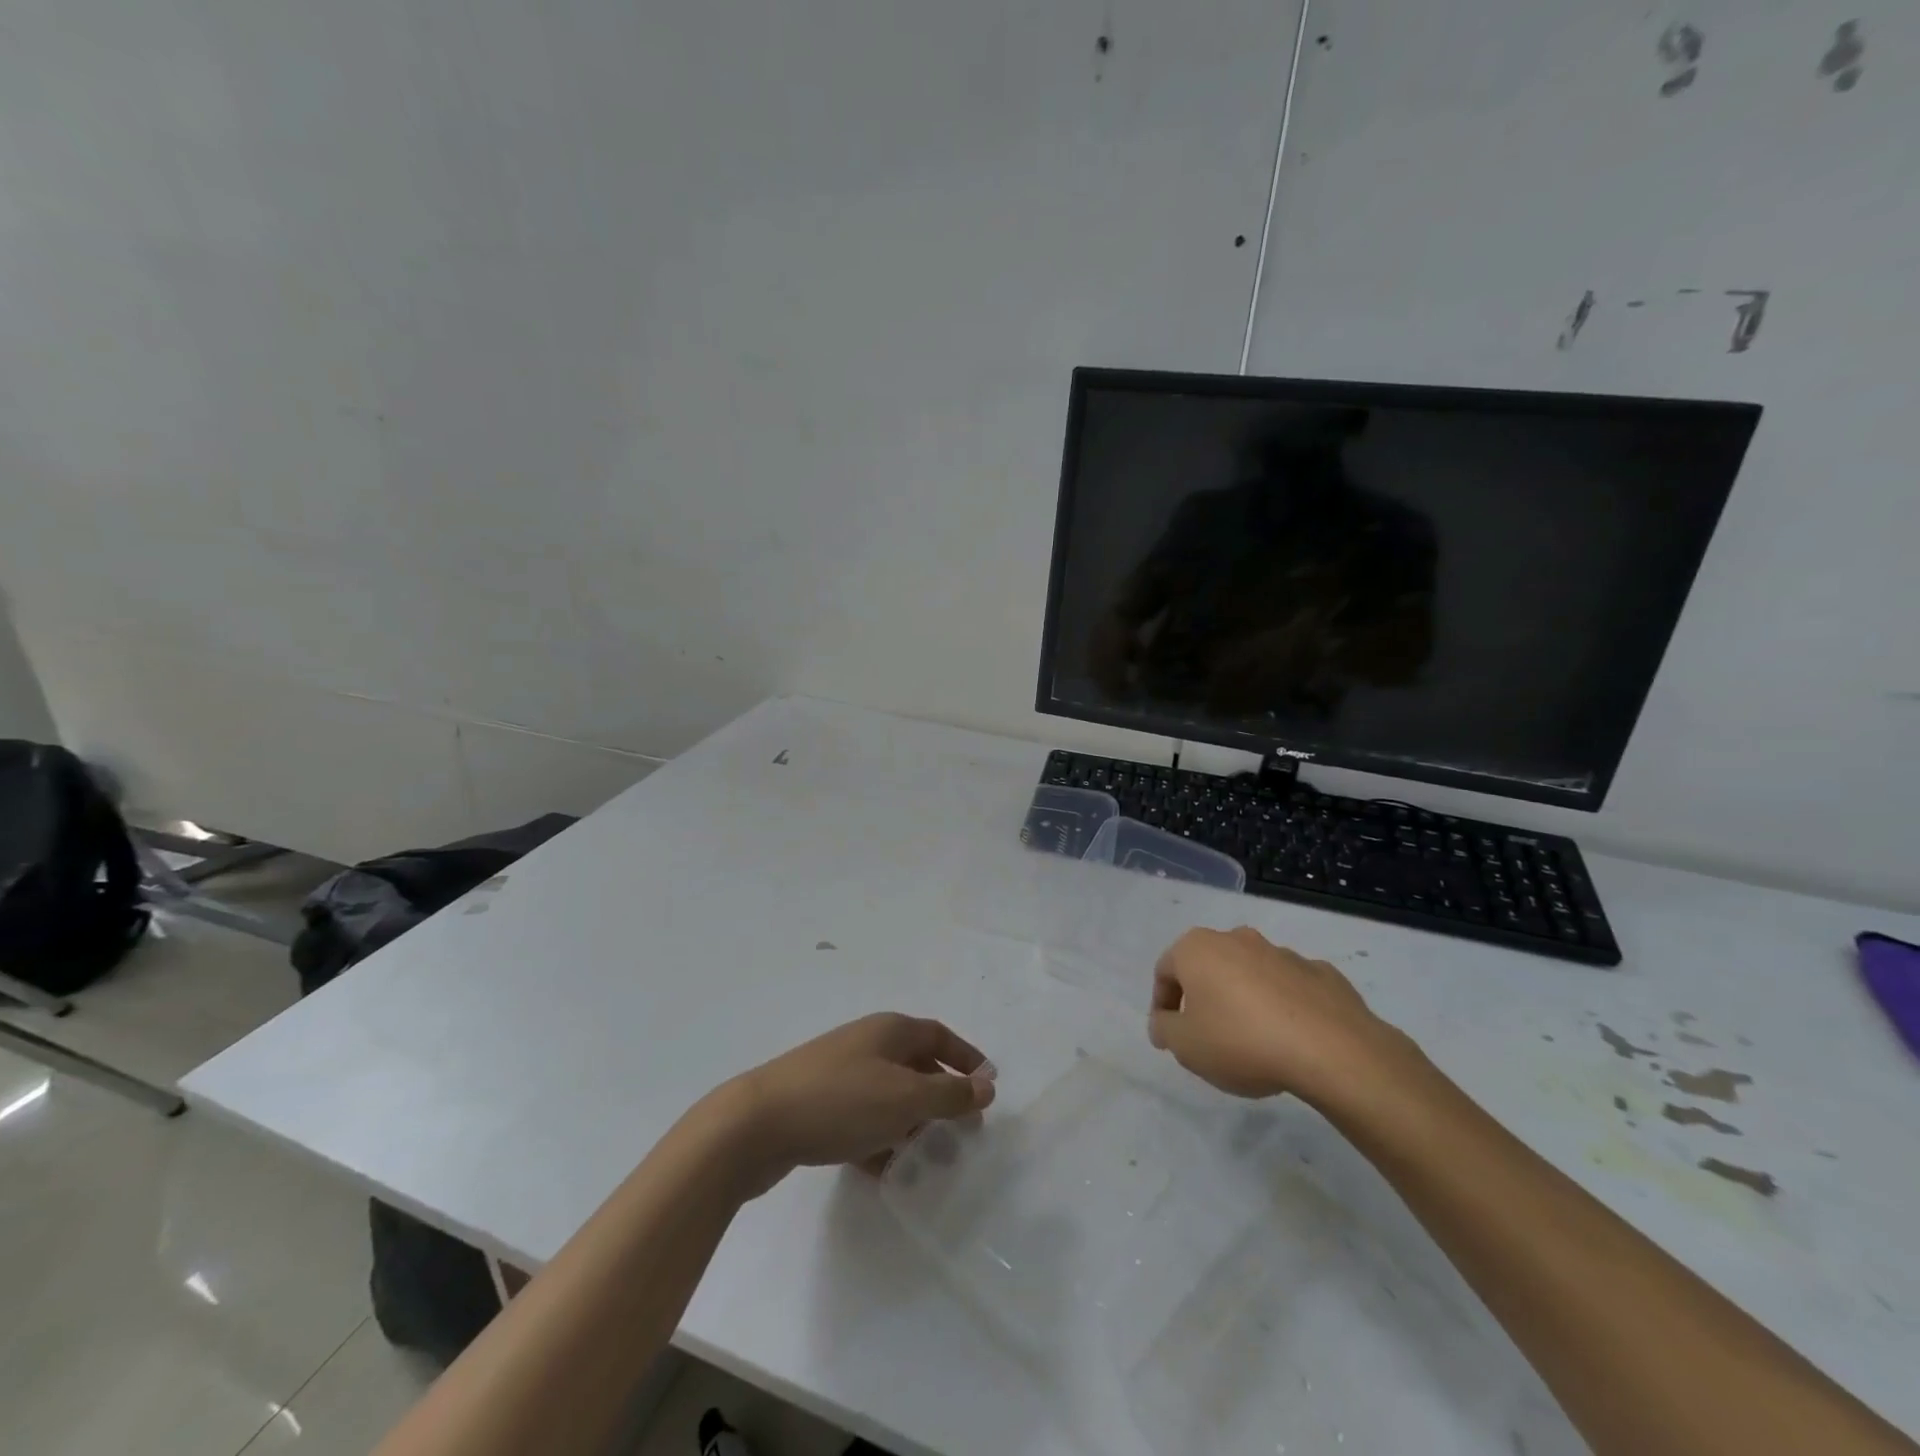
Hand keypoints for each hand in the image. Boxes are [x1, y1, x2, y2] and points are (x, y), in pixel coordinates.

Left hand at [722, 1014, 995, 1188]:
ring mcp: (838, 1074)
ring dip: (912, 1123)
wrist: (755, 1124)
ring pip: (888, 1095)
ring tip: (929, 1158)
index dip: (966, 1057)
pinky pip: (862, 1119)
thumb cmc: (840, 1101)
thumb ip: (949, 1093)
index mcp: (889, 1030)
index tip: (988, 1086)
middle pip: (915, 1064)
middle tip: (963, 1130)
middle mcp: (866, 1044)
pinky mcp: (818, 1106)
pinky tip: (886, 1171)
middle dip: (941, 1095)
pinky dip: (880, 1139)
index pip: (939, 1035)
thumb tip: (987, 1084)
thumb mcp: (904, 1098)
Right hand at [1148, 926, 1404, 1105]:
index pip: (1165, 971)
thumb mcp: (1185, 1046)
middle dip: (1204, 997)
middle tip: (1207, 1036)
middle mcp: (1237, 939)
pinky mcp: (1320, 972)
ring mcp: (1282, 952)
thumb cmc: (1241, 1041)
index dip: (1162, 1004)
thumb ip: (1165, 1030)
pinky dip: (1283, 1006)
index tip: (1169, 1035)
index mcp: (1198, 948)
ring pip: (1250, 974)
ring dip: (1244, 1000)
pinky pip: (1289, 988)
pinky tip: (1290, 1038)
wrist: (1331, 1050)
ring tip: (1253, 1042)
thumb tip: (1164, 1021)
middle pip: (1209, 967)